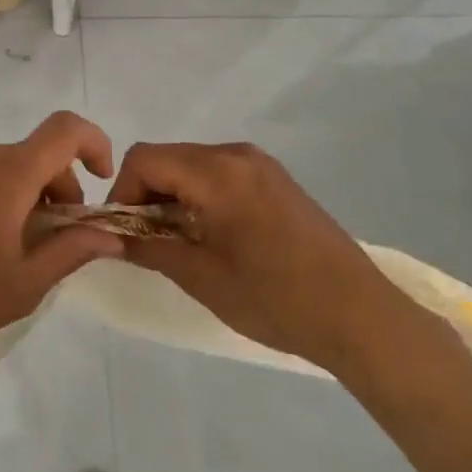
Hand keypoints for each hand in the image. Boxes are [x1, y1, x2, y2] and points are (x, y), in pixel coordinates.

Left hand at [0, 112, 121, 389]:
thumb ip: (71, 251)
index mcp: (5, 176)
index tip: (99, 179)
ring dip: (19, 192)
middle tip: (52, 237)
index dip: (92, 143)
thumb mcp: (23, 286)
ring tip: (7, 245)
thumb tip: (109, 235)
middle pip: (30, 154)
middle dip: (55, 186)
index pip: (63, 129)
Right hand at [107, 141, 417, 375]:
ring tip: (181, 242)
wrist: (359, 316)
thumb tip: (112, 236)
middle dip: (147, 194)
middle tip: (149, 242)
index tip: (125, 233)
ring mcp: (261, 165)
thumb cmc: (274, 298)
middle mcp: (237, 155)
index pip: (144, 159)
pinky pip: (221, 174)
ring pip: (193, 165)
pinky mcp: (277, 180)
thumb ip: (149, 247)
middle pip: (168, 158)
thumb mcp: (201, 277)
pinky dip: (202, 196)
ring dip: (174, 196)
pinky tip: (214, 236)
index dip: (123, 192)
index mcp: (216, 172)